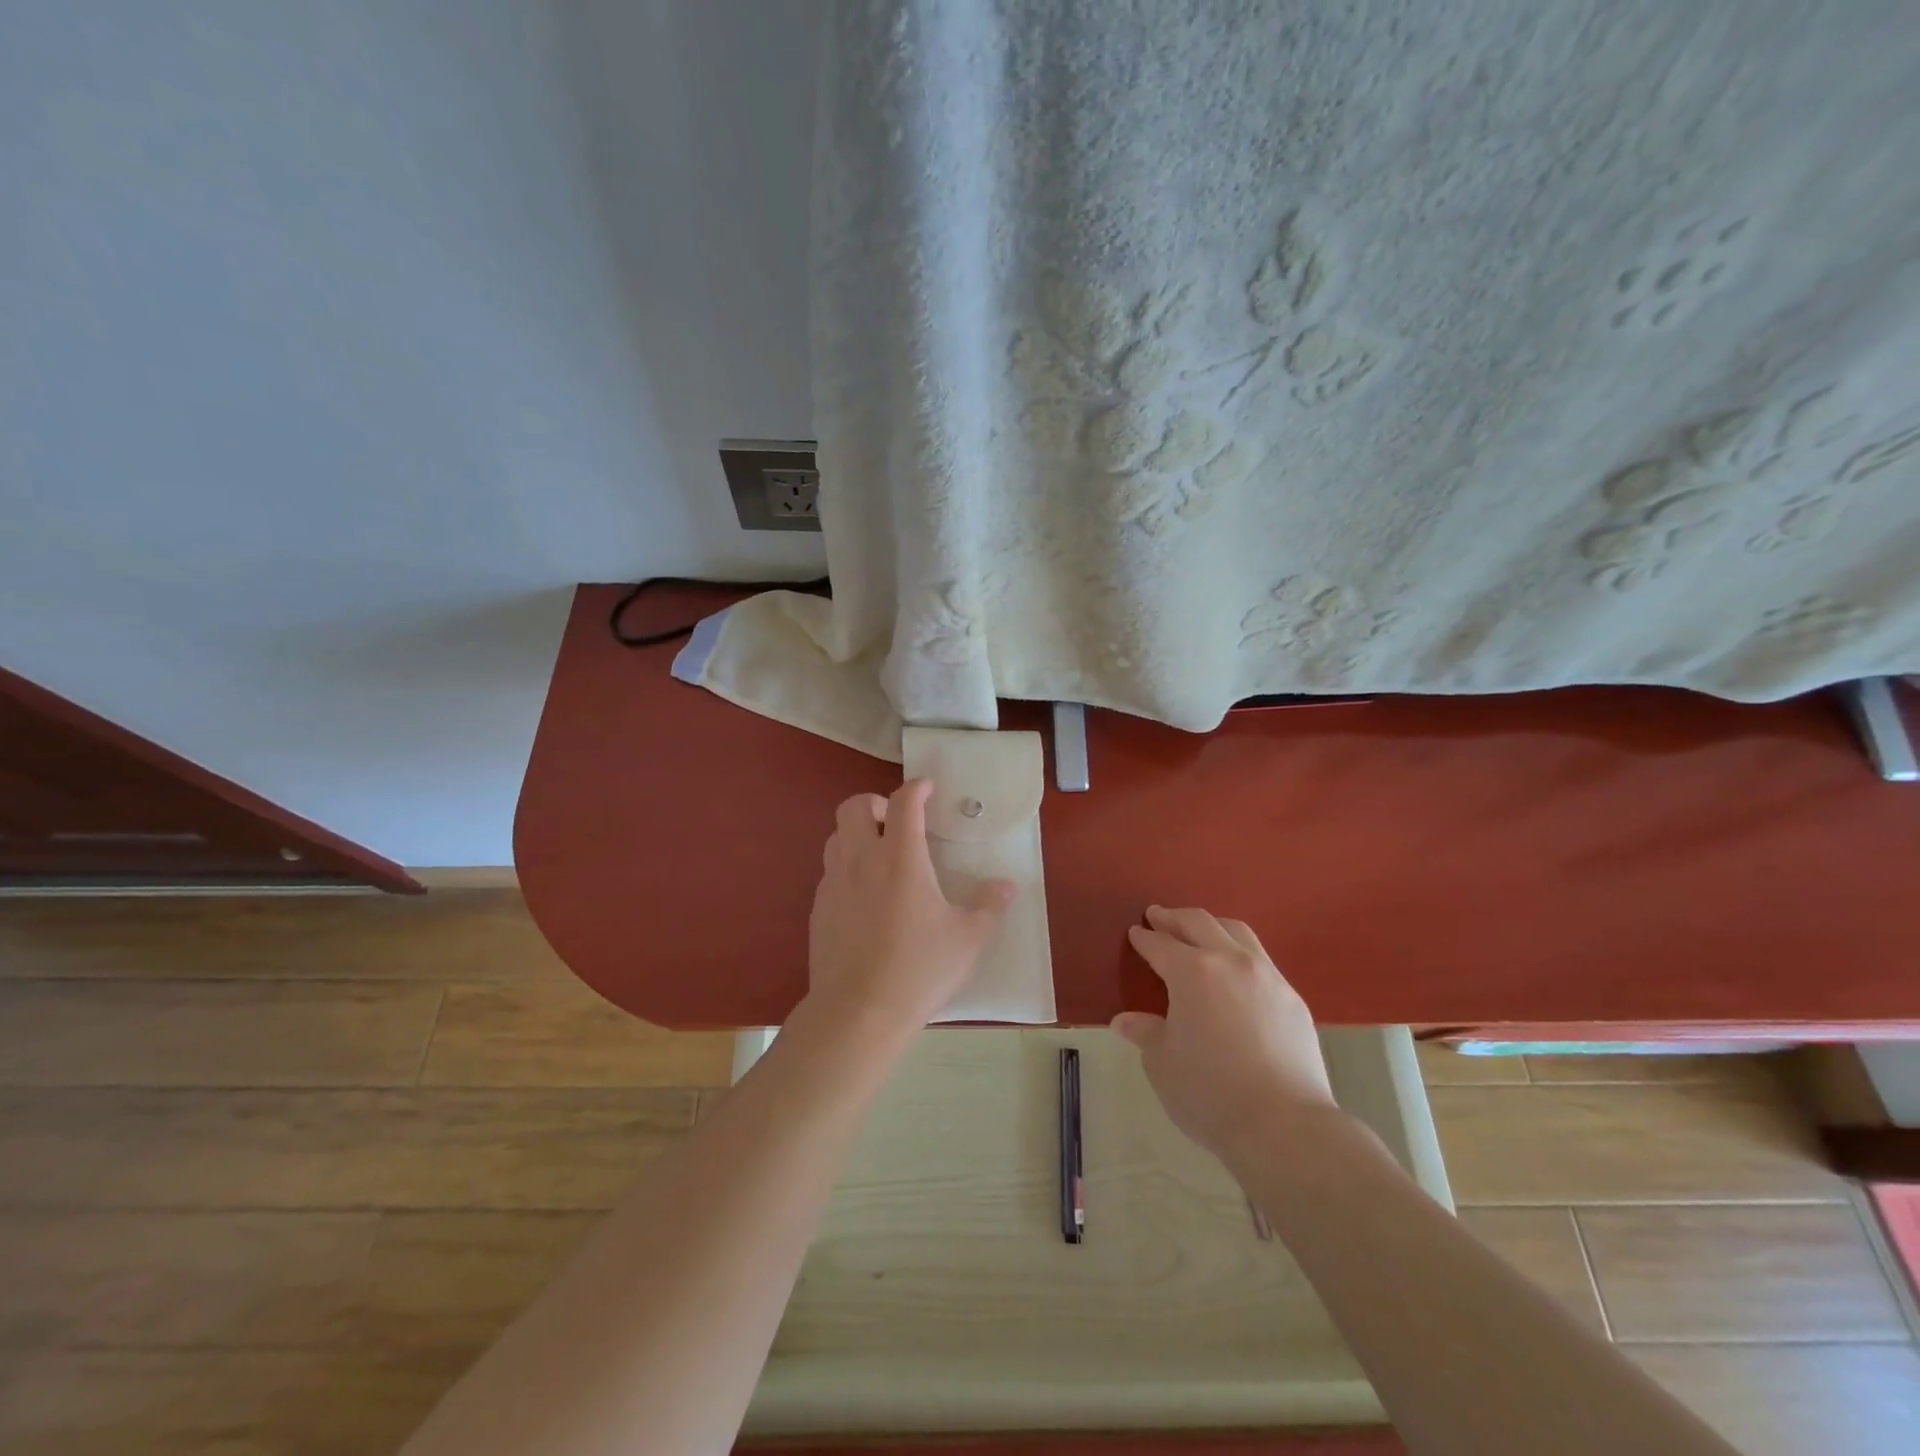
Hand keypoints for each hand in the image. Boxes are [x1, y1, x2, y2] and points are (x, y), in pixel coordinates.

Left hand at [805, 780, 1014, 1032]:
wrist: (858, 1013)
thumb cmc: (919, 969)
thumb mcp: (968, 939)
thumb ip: (989, 907)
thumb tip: (1008, 886)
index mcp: (901, 857)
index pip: (904, 802)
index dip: (917, 787)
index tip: (928, 789)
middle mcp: (862, 859)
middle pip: (854, 806)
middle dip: (876, 802)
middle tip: (898, 822)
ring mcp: (834, 883)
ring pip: (836, 835)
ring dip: (857, 833)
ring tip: (880, 855)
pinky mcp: (818, 909)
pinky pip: (830, 870)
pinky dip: (847, 866)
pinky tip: (865, 896)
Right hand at [1113, 906, 1340, 1162]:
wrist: (1285, 1125)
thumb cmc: (1210, 1093)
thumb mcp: (1163, 1064)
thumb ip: (1145, 1033)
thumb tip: (1125, 1021)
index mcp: (1191, 972)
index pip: (1160, 945)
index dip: (1144, 938)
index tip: (1135, 933)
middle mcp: (1230, 961)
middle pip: (1199, 923)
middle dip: (1174, 918)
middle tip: (1158, 916)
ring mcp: (1267, 976)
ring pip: (1237, 932)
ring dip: (1212, 926)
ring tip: (1199, 932)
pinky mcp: (1293, 998)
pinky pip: (1261, 960)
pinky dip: (1239, 954)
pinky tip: (1235, 973)